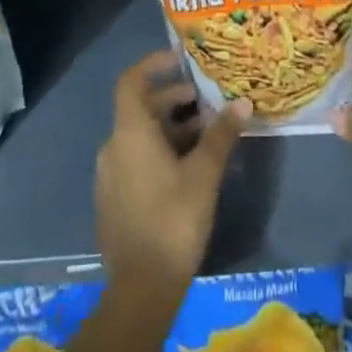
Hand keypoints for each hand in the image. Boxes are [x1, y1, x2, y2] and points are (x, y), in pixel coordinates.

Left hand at [95, 51, 248, 295]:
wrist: (141, 291)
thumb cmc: (173, 220)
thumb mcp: (204, 174)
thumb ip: (222, 135)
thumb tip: (242, 104)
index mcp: (129, 132)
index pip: (132, 81)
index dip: (154, 65)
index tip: (181, 60)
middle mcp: (113, 147)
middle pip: (141, 109)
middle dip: (174, 102)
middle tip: (207, 104)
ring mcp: (109, 176)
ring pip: (140, 137)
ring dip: (171, 129)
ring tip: (206, 136)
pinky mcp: (114, 201)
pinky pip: (135, 160)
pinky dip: (159, 152)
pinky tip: (188, 169)